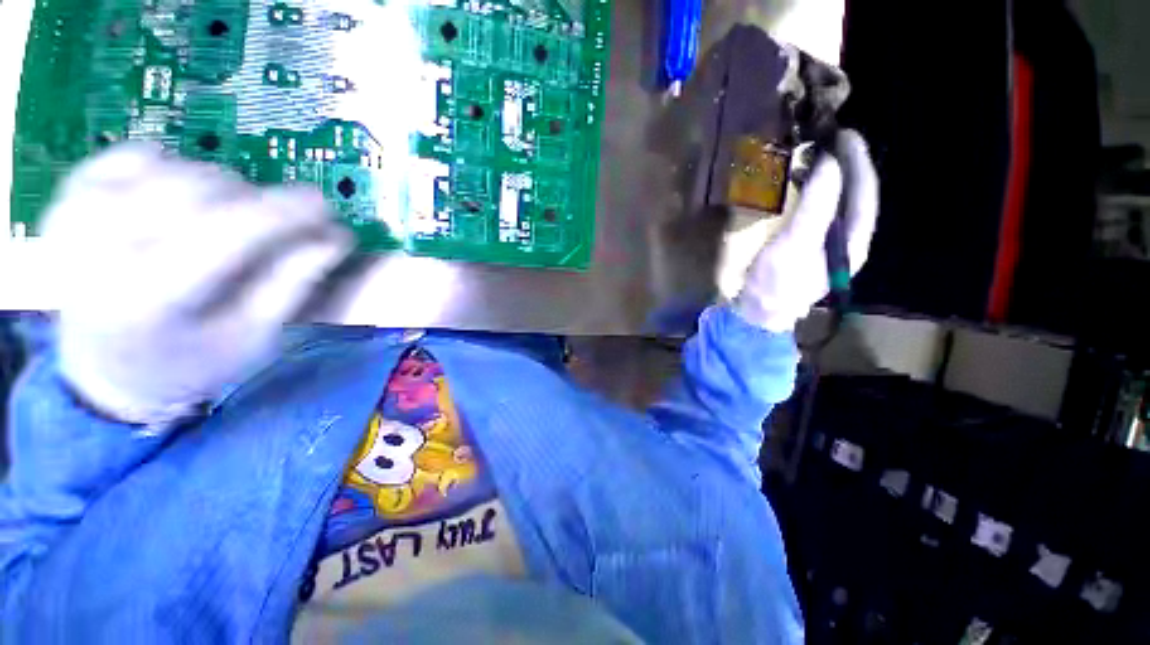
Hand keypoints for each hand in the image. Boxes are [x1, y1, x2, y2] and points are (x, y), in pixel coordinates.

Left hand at [43, 144, 352, 426]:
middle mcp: (101, 249)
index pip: (231, 231)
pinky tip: (179, 202)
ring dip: (220, 190)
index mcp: (150, 299)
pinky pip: (135, 155)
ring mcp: (77, 216)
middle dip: (256, 201)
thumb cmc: (190, 362)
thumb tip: (335, 238)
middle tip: (279, 225)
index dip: (286, 212)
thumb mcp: (254, 337)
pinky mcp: (68, 197)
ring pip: (175, 168)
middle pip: (203, 191)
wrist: (107, 371)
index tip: (326, 205)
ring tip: (227, 223)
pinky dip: (172, 168)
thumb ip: (294, 283)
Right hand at [733, 130, 878, 332]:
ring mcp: (823, 245)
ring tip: (818, 155)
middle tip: (830, 139)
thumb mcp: (795, 245)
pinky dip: (812, 193)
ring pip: (835, 203)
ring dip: (830, 178)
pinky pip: (816, 212)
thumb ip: (816, 206)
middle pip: (853, 196)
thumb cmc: (776, 284)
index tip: (845, 134)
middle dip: (846, 166)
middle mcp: (844, 241)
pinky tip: (802, 185)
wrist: (756, 314)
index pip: (864, 194)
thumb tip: (828, 163)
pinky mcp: (803, 247)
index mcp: (853, 242)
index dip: (857, 162)